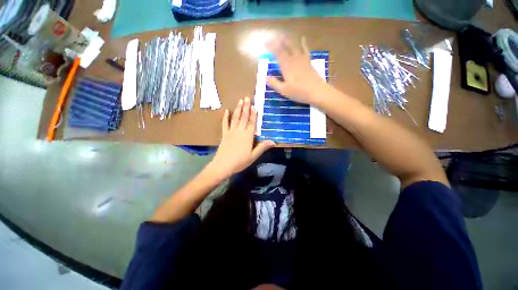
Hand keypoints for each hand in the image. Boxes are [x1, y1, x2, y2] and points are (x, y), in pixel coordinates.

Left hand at [207, 97, 274, 179]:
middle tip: (247, 97)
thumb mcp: (253, 156)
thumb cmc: (240, 162)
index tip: (254, 106)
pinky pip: (225, 124)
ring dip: (238, 109)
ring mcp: (231, 132)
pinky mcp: (224, 135)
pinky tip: (226, 111)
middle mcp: (240, 131)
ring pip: (235, 118)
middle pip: (243, 118)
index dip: (253, 114)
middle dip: (246, 107)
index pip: (252, 123)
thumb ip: (262, 147)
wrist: (223, 165)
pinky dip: (225, 117)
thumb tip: (273, 141)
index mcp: (248, 136)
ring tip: (240, 101)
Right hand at [265, 37, 328, 104]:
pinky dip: (303, 44)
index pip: (277, 53)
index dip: (271, 46)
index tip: (265, 43)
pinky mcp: (309, 62)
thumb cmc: (299, 92)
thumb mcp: (284, 90)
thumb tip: (266, 77)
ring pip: (294, 46)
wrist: (317, 91)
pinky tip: (303, 39)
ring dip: (288, 41)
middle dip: (278, 41)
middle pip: (286, 47)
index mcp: (287, 66)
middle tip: (273, 37)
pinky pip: (305, 50)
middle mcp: (294, 60)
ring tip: (283, 36)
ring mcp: (302, 60)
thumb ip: (274, 83)